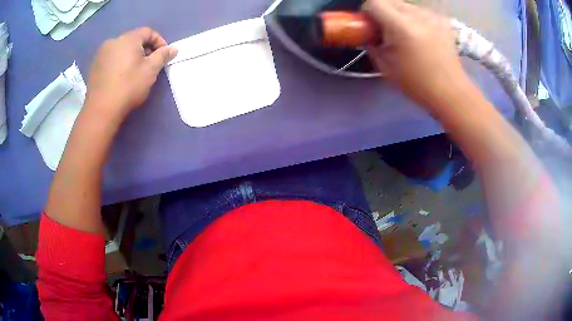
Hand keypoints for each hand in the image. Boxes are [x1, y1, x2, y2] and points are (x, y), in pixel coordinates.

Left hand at [85, 27, 176, 120]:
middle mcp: (113, 41)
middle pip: (133, 39)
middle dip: (144, 49)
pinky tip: (119, 76)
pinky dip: (118, 62)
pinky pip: (110, 58)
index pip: (148, 32)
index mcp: (128, 38)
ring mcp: (101, 53)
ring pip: (121, 49)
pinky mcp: (94, 66)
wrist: (101, 109)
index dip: (159, 41)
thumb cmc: (128, 87)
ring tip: (133, 71)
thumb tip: (173, 48)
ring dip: (130, 55)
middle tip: (149, 64)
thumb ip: (163, 56)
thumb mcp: (151, 70)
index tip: (163, 55)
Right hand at [364, 0, 465, 108]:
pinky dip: (415, 19)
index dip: (368, 11)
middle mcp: (417, 15)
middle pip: (390, 1)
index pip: (374, 2)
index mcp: (401, 26)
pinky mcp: (442, 20)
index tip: (370, 25)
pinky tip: (421, 35)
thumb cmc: (417, 84)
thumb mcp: (386, 66)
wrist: (450, 92)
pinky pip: (421, 12)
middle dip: (383, 12)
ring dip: (400, 15)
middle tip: (387, 31)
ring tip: (406, 35)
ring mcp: (432, 16)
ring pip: (406, 5)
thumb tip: (369, 35)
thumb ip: (372, 45)